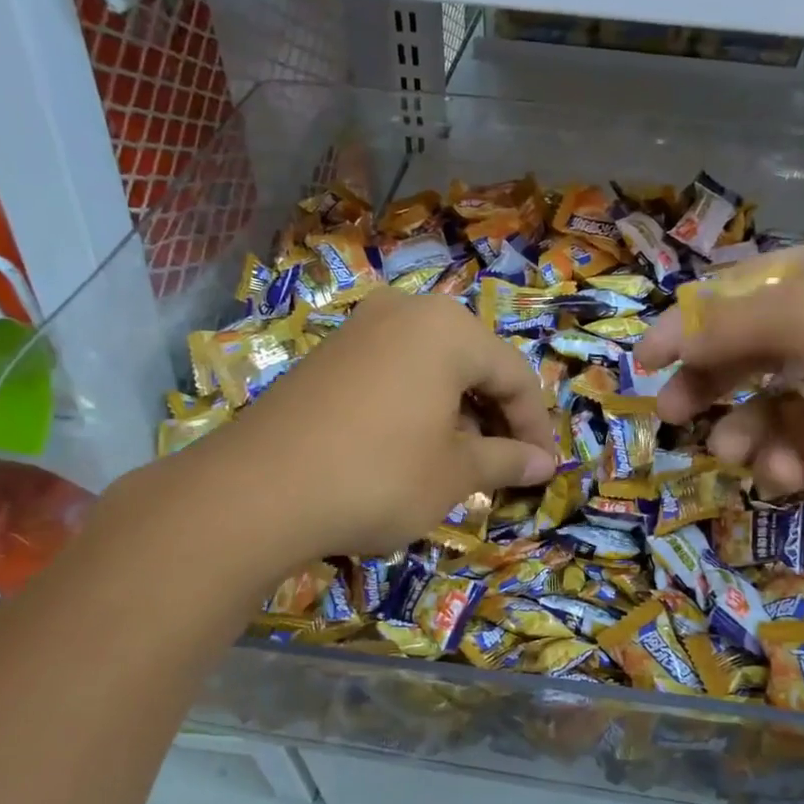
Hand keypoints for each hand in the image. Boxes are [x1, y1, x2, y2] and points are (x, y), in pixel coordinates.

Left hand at [206, 289, 557, 559]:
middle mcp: (406, 312)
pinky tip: (413, 447)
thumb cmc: (379, 475)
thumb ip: (507, 461)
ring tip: (462, 462)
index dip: (536, 427)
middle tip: (507, 465)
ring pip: (433, 368)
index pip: (515, 375)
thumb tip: (546, 465)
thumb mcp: (455, 474)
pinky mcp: (327, 355)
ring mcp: (360, 329)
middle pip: (474, 364)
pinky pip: (393, 373)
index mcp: (449, 329)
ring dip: (458, 413)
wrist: (257, 491)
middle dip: (496, 417)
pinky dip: (418, 406)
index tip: (545, 470)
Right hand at [635, 231, 803, 545]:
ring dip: (749, 430)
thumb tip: (670, 337)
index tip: (643, 364)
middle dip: (710, 381)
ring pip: (774, 407)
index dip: (688, 324)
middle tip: (675, 415)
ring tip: (741, 453)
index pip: (744, 290)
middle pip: (753, 350)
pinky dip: (788, 463)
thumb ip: (734, 324)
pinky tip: (788, 475)